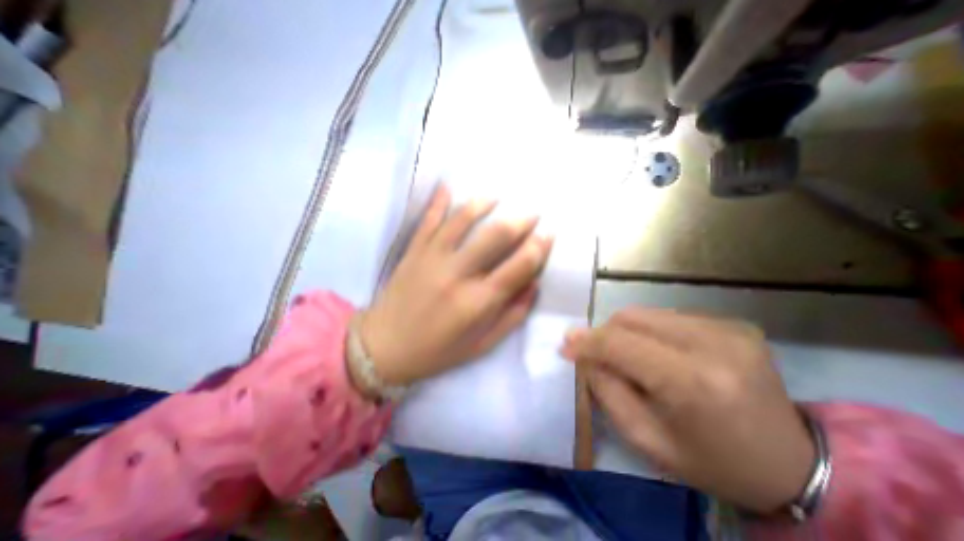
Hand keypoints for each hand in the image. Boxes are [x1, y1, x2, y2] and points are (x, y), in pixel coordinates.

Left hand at [358, 183, 553, 384]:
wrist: (384, 347)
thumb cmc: (436, 351)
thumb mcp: (481, 345)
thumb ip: (511, 316)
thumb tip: (534, 285)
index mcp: (477, 302)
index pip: (518, 266)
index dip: (539, 247)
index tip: (549, 234)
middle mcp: (457, 274)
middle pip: (494, 237)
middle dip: (519, 221)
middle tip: (532, 214)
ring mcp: (432, 258)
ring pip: (462, 220)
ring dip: (483, 204)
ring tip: (497, 197)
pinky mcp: (413, 252)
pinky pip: (427, 220)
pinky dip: (438, 201)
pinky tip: (448, 187)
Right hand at [562, 310, 816, 511]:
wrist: (793, 466)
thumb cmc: (709, 461)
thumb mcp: (645, 438)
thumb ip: (606, 389)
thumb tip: (583, 353)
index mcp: (693, 382)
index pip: (620, 344)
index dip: (587, 341)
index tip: (565, 345)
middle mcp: (713, 344)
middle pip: (631, 318)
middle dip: (604, 334)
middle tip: (597, 355)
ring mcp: (728, 328)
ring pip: (646, 313)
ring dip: (626, 332)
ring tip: (630, 356)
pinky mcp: (734, 323)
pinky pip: (669, 316)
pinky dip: (651, 331)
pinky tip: (660, 353)